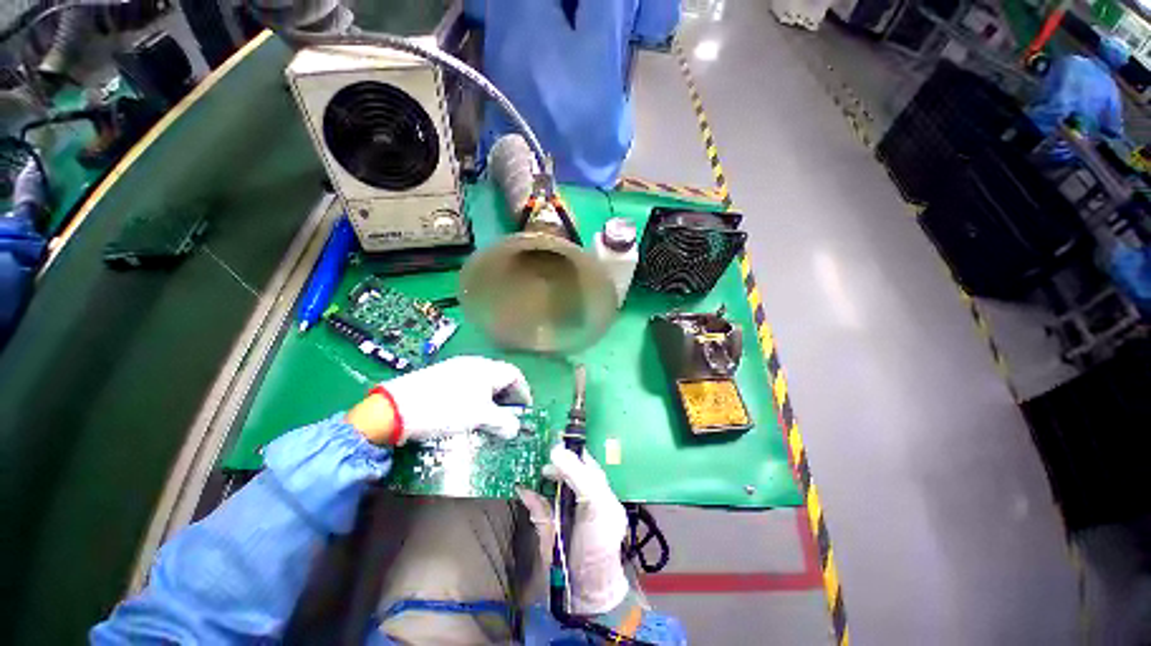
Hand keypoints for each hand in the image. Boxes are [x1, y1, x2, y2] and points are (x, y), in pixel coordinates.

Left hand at [352, 356, 531, 445]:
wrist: (396, 408)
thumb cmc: (445, 409)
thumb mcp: (479, 417)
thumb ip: (503, 422)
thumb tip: (515, 428)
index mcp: (487, 369)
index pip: (515, 375)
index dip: (523, 391)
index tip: (525, 409)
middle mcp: (474, 363)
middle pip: (500, 376)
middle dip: (507, 395)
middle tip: (508, 414)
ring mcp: (456, 367)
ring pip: (483, 380)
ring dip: (491, 396)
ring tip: (488, 415)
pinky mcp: (441, 374)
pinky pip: (468, 382)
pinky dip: (475, 395)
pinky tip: (467, 409)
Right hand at [517, 445, 629, 615]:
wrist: (584, 589)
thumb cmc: (598, 541)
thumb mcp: (597, 504)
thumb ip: (579, 476)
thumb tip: (556, 451)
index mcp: (597, 487)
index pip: (583, 461)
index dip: (570, 448)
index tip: (555, 436)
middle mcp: (579, 494)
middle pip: (564, 469)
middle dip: (552, 459)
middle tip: (541, 452)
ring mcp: (561, 508)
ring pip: (548, 483)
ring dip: (538, 473)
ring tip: (531, 464)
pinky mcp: (546, 523)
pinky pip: (535, 503)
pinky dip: (527, 494)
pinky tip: (522, 486)